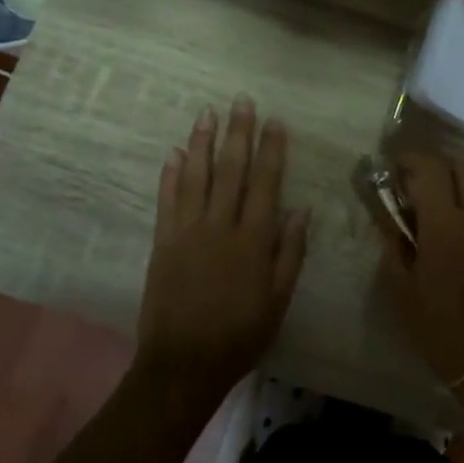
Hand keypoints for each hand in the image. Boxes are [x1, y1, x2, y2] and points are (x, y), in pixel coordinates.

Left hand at [136, 98, 308, 393]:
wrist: (184, 362)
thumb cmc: (241, 333)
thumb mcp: (278, 299)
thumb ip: (290, 252)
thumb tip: (301, 209)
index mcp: (253, 239)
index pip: (265, 183)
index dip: (271, 150)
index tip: (275, 121)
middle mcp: (220, 226)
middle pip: (230, 170)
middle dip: (237, 133)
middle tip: (240, 101)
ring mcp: (187, 232)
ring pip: (195, 177)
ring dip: (201, 143)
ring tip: (207, 114)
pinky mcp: (162, 242)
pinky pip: (167, 201)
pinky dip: (170, 175)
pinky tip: (174, 153)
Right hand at [379, 154, 463, 385]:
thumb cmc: (442, 330)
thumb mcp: (403, 292)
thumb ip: (394, 246)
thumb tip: (390, 218)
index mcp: (445, 225)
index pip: (429, 169)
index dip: (410, 159)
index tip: (394, 165)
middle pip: (460, 168)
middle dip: (436, 168)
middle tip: (415, 186)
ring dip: (458, 184)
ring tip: (438, 206)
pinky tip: (462, 228)